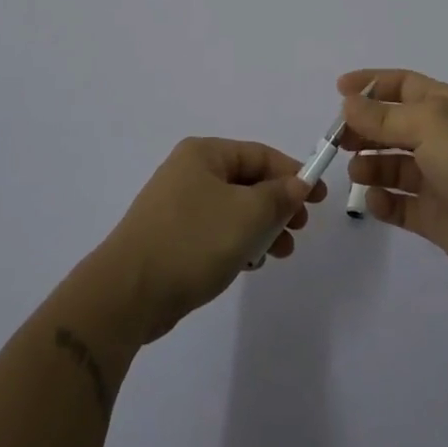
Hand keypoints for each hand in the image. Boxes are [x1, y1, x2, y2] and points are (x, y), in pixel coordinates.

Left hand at [95, 138, 325, 342]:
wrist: (129, 292)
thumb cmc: (192, 241)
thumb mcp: (246, 215)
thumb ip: (278, 196)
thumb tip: (298, 183)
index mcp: (204, 153)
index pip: (259, 154)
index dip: (292, 173)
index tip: (319, 198)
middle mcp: (189, 171)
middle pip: (247, 181)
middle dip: (277, 204)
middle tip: (300, 228)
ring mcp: (178, 205)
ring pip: (233, 208)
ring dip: (261, 227)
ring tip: (281, 252)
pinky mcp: (172, 236)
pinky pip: (216, 230)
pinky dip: (238, 241)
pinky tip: (251, 264)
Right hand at [339, 68, 447, 283]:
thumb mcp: (429, 124)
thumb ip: (385, 116)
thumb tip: (349, 103)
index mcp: (446, 107)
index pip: (403, 85)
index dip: (371, 84)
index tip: (338, 90)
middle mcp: (441, 138)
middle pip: (392, 126)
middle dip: (364, 129)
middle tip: (338, 141)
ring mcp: (438, 178)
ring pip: (392, 166)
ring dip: (370, 166)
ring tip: (356, 173)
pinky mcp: (435, 215)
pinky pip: (399, 204)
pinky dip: (382, 202)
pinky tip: (374, 201)